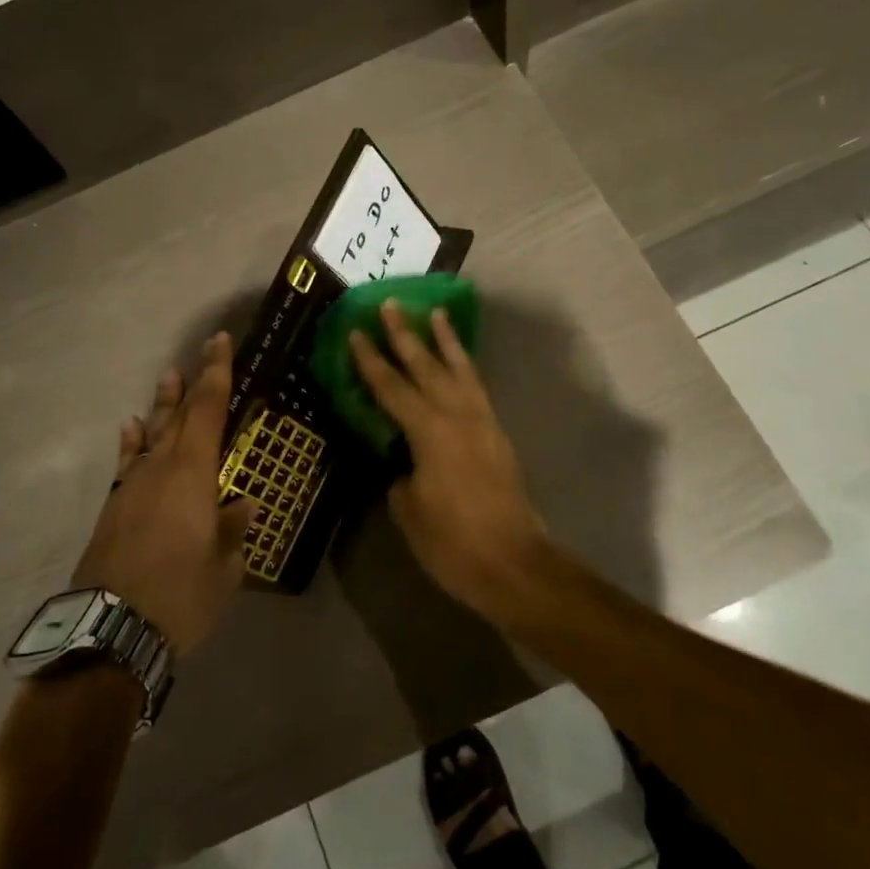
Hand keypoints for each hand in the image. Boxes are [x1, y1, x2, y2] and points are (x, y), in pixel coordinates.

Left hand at [74, 332, 253, 655]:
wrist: (110, 632)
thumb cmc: (180, 596)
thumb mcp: (224, 568)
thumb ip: (233, 530)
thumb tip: (243, 504)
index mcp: (193, 475)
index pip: (208, 411)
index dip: (216, 374)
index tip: (220, 342)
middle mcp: (160, 469)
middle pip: (180, 415)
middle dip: (194, 381)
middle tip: (203, 351)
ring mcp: (131, 486)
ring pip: (152, 433)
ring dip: (163, 404)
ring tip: (168, 376)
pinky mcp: (113, 508)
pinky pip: (128, 461)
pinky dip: (133, 441)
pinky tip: (133, 427)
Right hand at [348, 301, 552, 615]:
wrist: (514, 564)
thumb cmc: (453, 543)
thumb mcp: (410, 511)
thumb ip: (401, 476)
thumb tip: (402, 461)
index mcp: (430, 432)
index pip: (392, 388)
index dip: (370, 361)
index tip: (355, 332)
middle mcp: (458, 417)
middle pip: (427, 367)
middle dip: (406, 335)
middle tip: (391, 304)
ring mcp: (483, 423)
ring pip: (461, 370)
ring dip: (445, 341)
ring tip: (436, 314)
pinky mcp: (497, 436)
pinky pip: (476, 389)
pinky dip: (465, 368)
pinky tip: (459, 363)